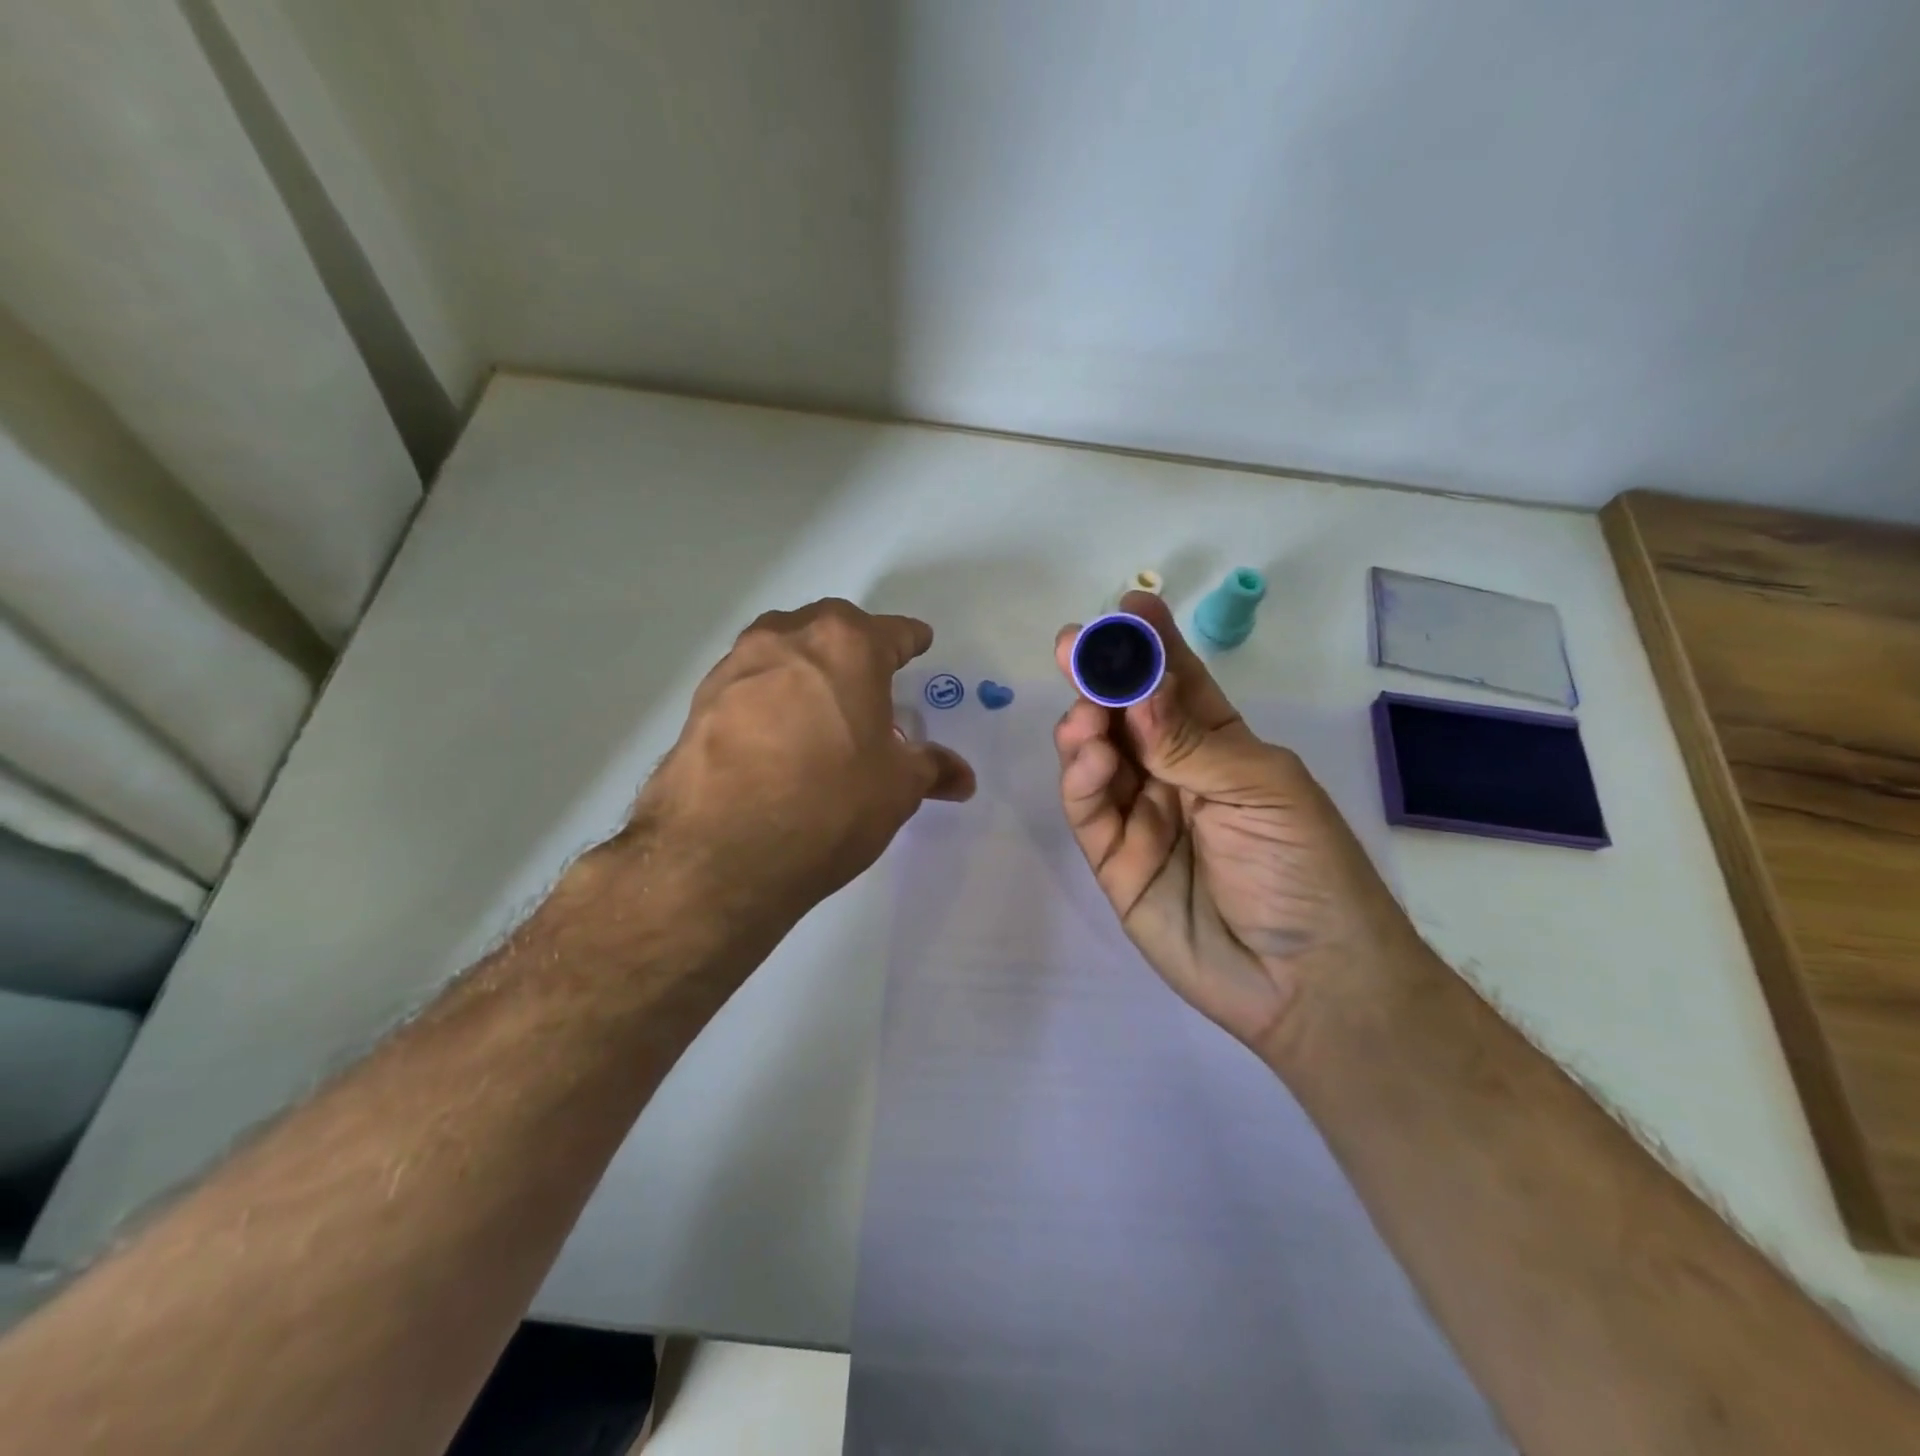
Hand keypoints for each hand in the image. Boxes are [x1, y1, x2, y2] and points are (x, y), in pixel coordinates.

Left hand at [633, 599, 974, 930]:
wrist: (720, 854)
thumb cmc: (830, 805)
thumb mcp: (896, 789)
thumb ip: (930, 769)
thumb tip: (962, 777)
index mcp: (847, 646)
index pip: (892, 632)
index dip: (910, 640)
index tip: (919, 643)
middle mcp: (788, 639)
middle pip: (830, 628)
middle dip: (854, 645)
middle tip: (868, 678)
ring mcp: (737, 667)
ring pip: (782, 649)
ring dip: (805, 666)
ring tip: (819, 706)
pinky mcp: (700, 702)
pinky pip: (748, 685)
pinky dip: (768, 697)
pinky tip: (774, 735)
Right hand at [1053, 591, 1421, 1059]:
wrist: (1306, 981)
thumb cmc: (1306, 869)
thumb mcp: (1261, 788)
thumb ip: (1190, 740)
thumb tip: (1138, 683)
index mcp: (1222, 747)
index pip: (1179, 684)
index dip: (1153, 645)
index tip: (1128, 607)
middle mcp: (1175, 773)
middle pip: (1126, 714)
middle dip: (1101, 676)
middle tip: (1075, 644)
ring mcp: (1141, 816)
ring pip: (1096, 756)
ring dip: (1085, 726)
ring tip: (1087, 715)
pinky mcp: (1114, 860)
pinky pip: (1088, 809)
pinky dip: (1081, 778)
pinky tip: (1090, 759)